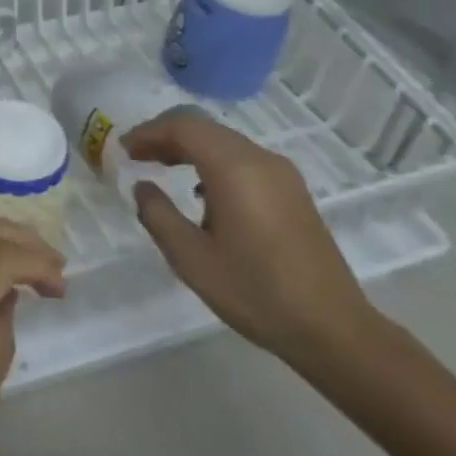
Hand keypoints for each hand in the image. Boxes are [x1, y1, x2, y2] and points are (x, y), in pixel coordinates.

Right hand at [123, 108, 378, 368]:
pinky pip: (243, 158)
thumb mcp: (191, 258)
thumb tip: (142, 186)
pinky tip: (201, 191)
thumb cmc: (255, 291)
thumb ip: (158, 214)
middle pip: (204, 128)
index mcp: (234, 169)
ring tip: (161, 168)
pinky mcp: (292, 191)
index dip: (148, 133)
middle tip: (136, 156)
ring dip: (190, 147)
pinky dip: (213, 161)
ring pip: (225, 141)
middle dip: (166, 136)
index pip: (183, 127)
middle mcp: (260, 159)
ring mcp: (282, 173)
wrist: (332, 328)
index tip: (123, 150)